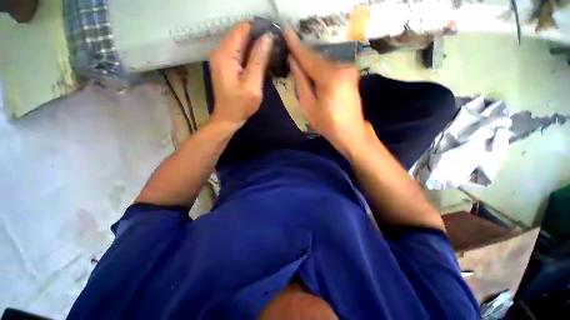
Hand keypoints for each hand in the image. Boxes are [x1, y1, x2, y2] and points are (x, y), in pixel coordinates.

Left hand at [209, 21, 273, 128]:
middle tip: (274, 49)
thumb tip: (268, 37)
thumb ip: (259, 60)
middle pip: (241, 35)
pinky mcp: (225, 66)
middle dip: (258, 39)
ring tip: (270, 55)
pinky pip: (239, 54)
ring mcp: (222, 58)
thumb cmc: (240, 105)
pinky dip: (250, 55)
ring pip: (241, 44)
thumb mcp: (252, 84)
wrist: (228, 118)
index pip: (242, 28)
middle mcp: (220, 51)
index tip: (274, 38)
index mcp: (225, 54)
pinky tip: (261, 62)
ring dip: (255, 48)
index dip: (259, 29)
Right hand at [284, 28, 367, 155]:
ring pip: (324, 61)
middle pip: (317, 58)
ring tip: (298, 62)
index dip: (296, 45)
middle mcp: (342, 67)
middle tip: (289, 50)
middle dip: (302, 55)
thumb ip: (301, 82)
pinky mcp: (350, 74)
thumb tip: (293, 62)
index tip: (286, 30)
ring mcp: (349, 69)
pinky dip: (320, 67)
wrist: (350, 131)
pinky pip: (330, 66)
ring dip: (311, 62)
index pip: (309, 57)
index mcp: (330, 77)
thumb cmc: (327, 123)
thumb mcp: (308, 106)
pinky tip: (312, 70)